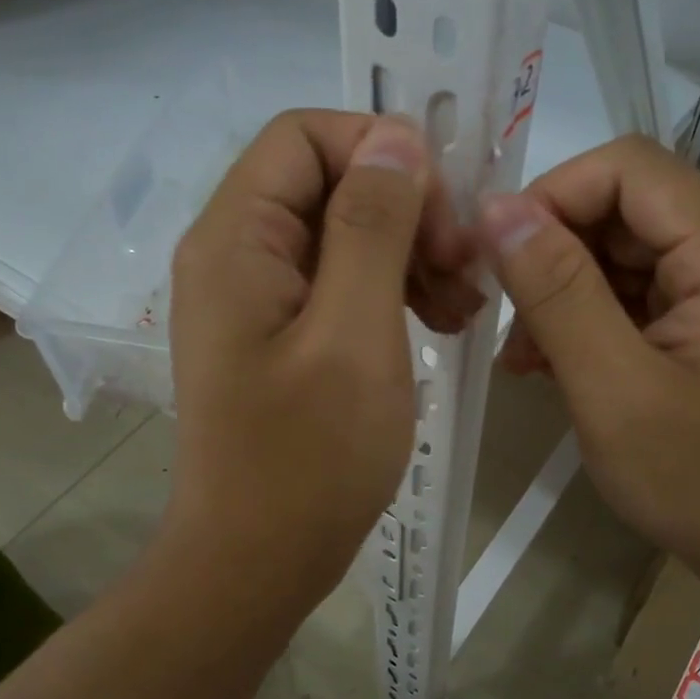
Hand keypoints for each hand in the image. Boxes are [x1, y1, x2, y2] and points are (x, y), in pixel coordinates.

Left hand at [165, 111, 479, 611]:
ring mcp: (256, 300)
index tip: (444, 217)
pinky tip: (438, 325)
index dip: (382, 153)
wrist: (257, 561)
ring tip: (463, 306)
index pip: (306, 137)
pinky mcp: (279, 338)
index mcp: (237, 239)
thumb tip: (395, 138)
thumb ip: (373, 226)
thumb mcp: (355, 334)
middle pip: (327, 183)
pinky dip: (392, 294)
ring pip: (342, 236)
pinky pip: (340, 287)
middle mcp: (235, 255)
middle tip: (465, 268)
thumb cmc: (308, 457)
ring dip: (408, 255)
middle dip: (406, 211)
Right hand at [481, 134, 699, 587]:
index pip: (626, 167)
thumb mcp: (614, 389)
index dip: (550, 198)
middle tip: (505, 324)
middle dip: (553, 255)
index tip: (495, 260)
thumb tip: (497, 210)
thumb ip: (556, 293)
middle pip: (625, 207)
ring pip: (624, 252)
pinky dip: (591, 321)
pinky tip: (558, 368)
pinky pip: (639, 293)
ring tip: (527, 360)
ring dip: (565, 294)